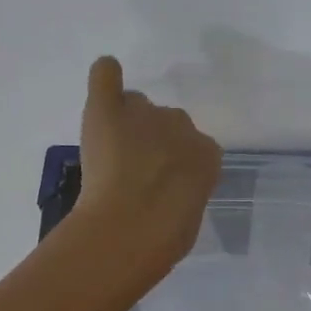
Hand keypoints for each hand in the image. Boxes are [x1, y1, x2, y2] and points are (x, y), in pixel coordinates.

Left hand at [75, 56, 221, 275]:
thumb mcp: (191, 215)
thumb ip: (186, 193)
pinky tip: (103, 84)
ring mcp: (143, 113)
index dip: (175, 165)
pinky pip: (106, 75)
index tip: (162, 185)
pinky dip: (105, 77)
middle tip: (135, 172)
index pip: (193, 148)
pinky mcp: (107, 109)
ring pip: (136, 105)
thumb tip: (172, 192)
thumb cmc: (166, 236)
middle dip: (152, 141)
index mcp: (207, 155)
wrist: (132, 228)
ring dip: (127, 123)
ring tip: (112, 154)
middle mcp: (181, 125)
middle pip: (166, 122)